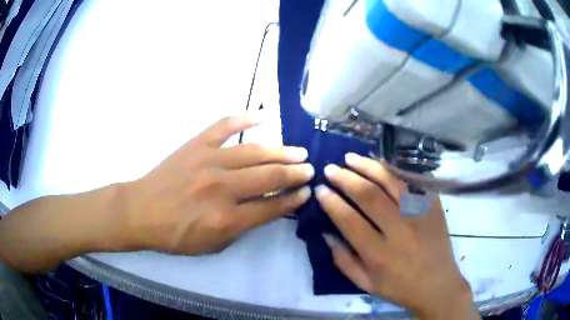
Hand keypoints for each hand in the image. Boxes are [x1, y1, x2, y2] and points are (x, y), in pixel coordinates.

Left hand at [124, 115, 313, 254]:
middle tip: (310, 169)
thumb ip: (241, 228)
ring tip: (299, 151)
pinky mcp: (196, 145)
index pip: (271, 206)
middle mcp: (222, 188)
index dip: (292, 199)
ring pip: (254, 152)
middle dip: (294, 173)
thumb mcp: (212, 245)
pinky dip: (244, 118)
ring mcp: (209, 161)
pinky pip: (224, 126)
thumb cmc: (176, 234)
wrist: (141, 211)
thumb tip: (266, 209)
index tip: (306, 192)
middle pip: (269, 176)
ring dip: (281, 151)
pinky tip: (262, 117)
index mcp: (227, 219)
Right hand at [316, 154, 477, 318]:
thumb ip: (344, 261)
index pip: (349, 221)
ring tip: (350, 158)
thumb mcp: (366, 284)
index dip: (332, 202)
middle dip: (345, 179)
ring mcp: (420, 215)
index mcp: (380, 255)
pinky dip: (394, 170)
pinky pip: (412, 182)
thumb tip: (326, 234)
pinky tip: (380, 162)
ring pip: (391, 182)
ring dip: (367, 167)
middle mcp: (400, 231)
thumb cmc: (400, 289)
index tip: (320, 190)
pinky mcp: (433, 207)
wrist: (438, 285)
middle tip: (330, 169)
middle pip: (369, 196)